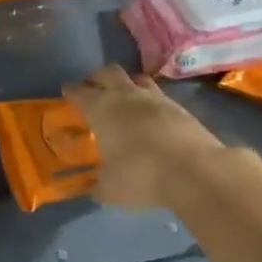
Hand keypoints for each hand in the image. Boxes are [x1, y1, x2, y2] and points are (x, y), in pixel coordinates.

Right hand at [63, 64, 235, 210]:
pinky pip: (160, 97)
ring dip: (128, 85)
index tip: (67, 91)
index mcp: (101, 109)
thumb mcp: (110, 189)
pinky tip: (151, 117)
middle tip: (94, 89)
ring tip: (125, 99)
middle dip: (98, 78)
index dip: (71, 91)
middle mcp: (126, 96)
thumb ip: (100, 185)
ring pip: (137, 80)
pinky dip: (151, 103)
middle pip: (108, 73)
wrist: (194, 171)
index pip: (80, 92)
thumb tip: (96, 188)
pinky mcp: (181, 108)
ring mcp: (156, 99)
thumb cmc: (140, 175)